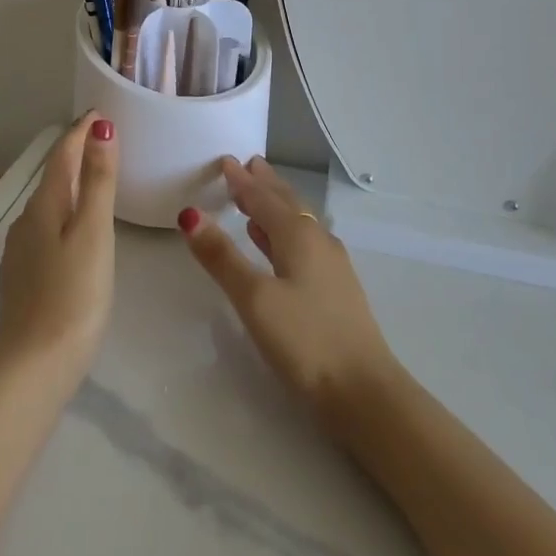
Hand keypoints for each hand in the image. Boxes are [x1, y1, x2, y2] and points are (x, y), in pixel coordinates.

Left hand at [0, 113, 118, 388]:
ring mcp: (21, 249)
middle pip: (54, 175)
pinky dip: (64, 211)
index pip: (62, 154)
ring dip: (70, 182)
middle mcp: (27, 220)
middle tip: (103, 139)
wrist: (33, 367)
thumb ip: (98, 181)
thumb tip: (100, 129)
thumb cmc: (74, 295)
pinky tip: (75, 227)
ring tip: (95, 178)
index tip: (100, 113)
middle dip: (76, 153)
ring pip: (49, 202)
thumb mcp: (94, 233)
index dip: (81, 131)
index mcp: (45, 205)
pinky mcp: (24, 275)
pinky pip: (46, 226)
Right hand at [178, 156, 400, 421]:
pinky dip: (284, 234)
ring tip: (255, 198)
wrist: (365, 394)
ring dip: (275, 207)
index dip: (242, 180)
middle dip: (264, 184)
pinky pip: (304, 244)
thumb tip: (190, 214)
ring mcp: (331, 266)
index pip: (264, 197)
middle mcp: (318, 241)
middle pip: (286, 203)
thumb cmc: (306, 340)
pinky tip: (275, 246)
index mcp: (299, 235)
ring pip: (297, 223)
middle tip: (247, 165)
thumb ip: (222, 257)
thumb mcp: (254, 298)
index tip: (225, 160)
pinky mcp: (336, 291)